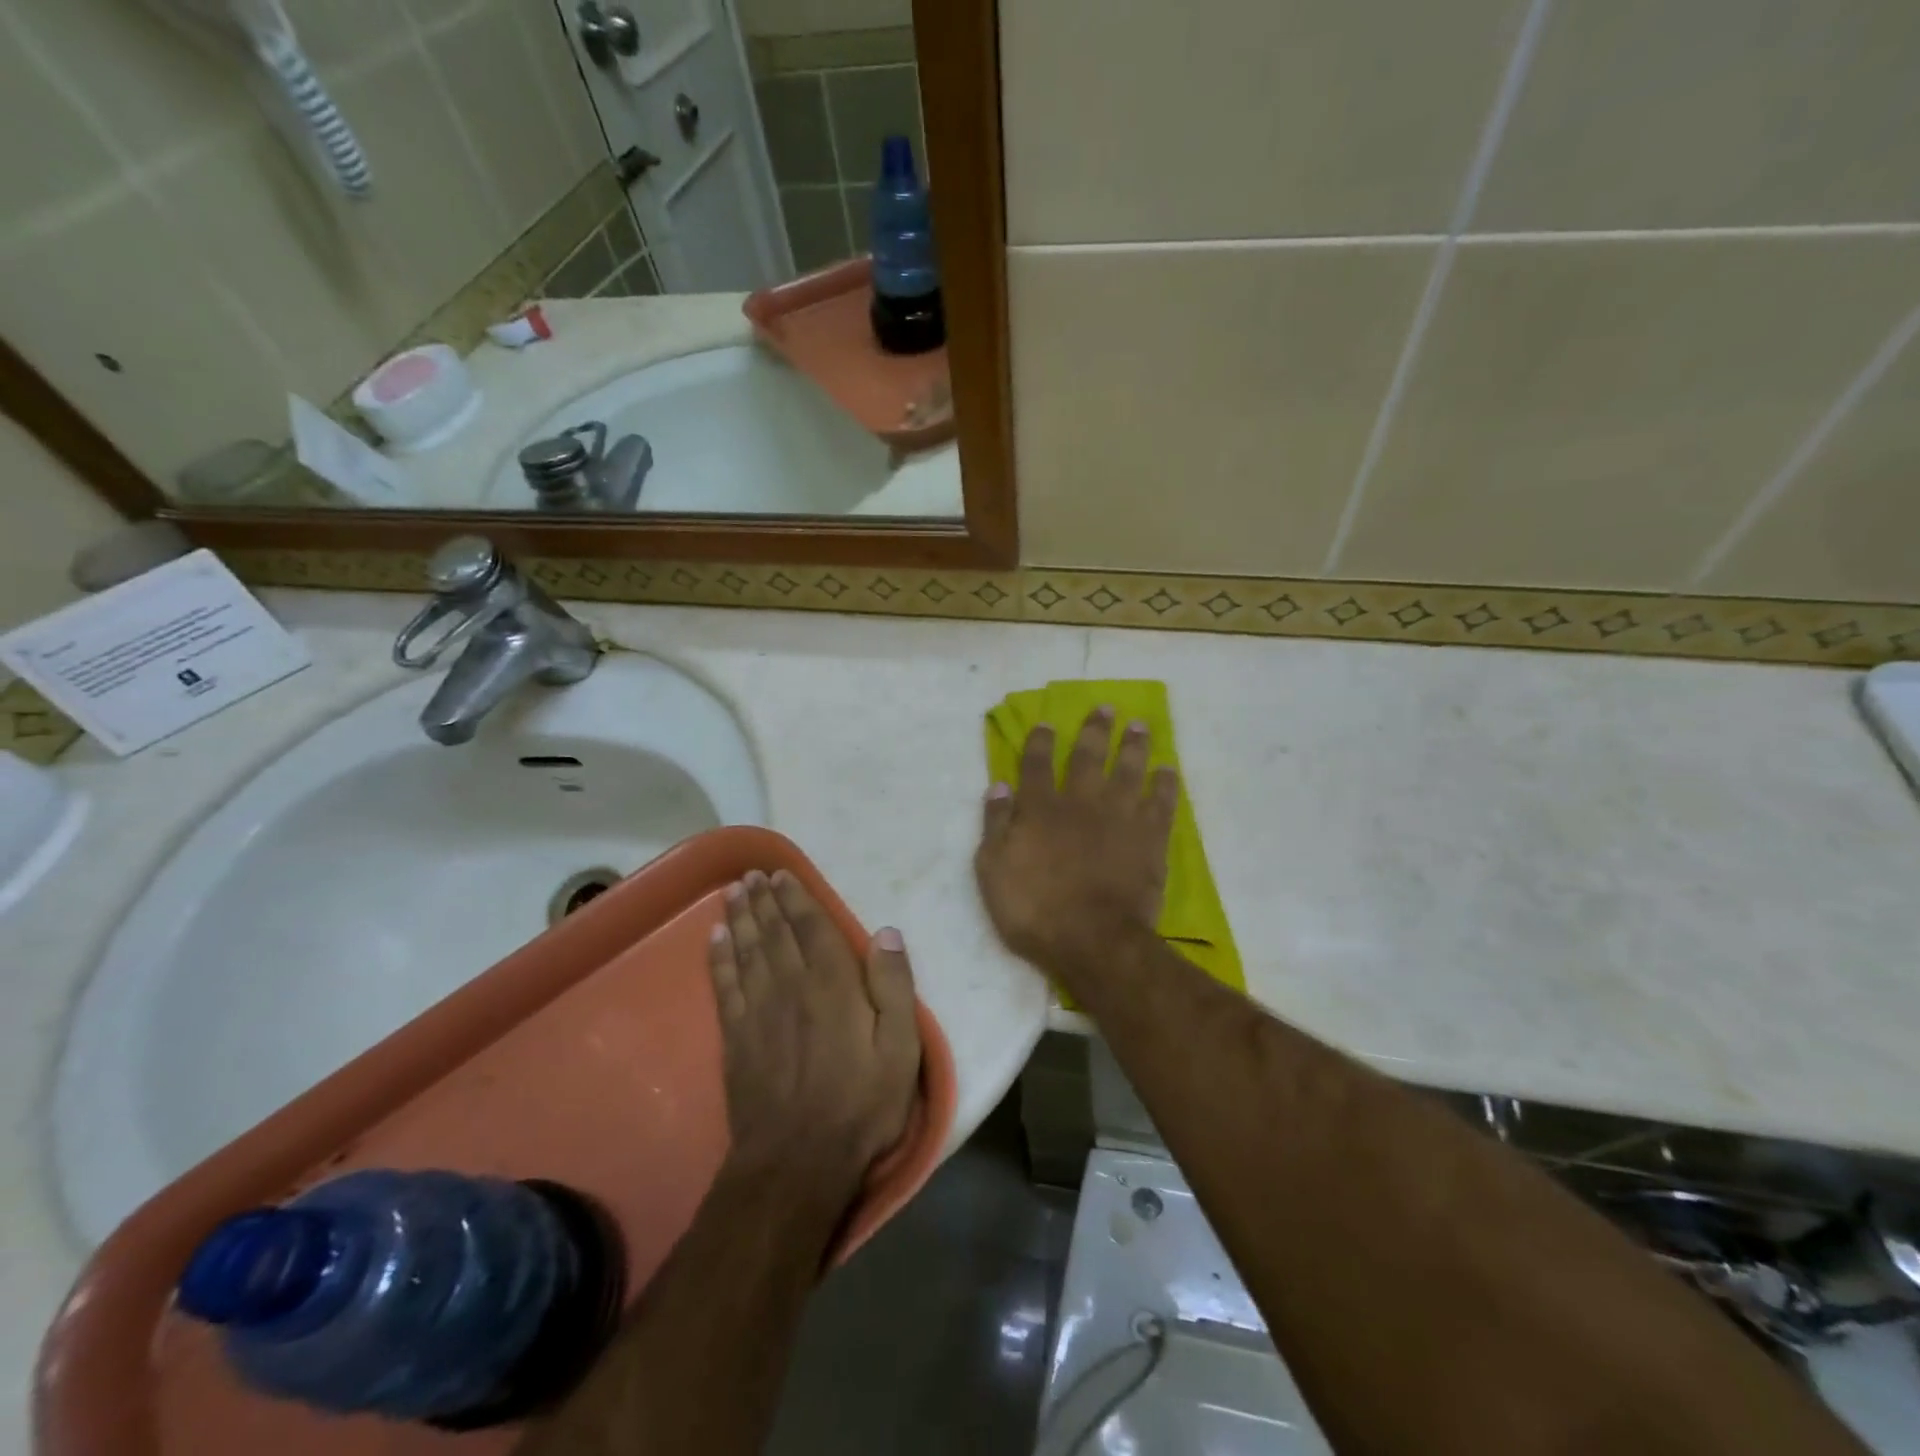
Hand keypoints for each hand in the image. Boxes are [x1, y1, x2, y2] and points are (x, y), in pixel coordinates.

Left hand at [707, 870, 921, 1204]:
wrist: (798, 1162)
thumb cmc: (861, 1104)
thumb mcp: (900, 1049)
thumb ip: (894, 987)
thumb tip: (886, 932)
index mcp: (833, 984)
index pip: (812, 928)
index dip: (797, 898)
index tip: (782, 874)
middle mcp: (791, 986)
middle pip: (774, 932)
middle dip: (764, 900)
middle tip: (753, 874)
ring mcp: (758, 1011)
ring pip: (747, 951)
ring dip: (740, 918)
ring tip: (734, 892)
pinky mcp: (736, 1038)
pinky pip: (724, 986)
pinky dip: (719, 958)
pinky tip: (714, 939)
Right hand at [974, 706, 1178, 986]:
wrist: (1093, 939)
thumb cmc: (1034, 909)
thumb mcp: (993, 869)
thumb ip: (996, 824)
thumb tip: (998, 785)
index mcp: (1041, 808)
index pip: (1037, 764)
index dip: (1040, 742)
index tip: (1047, 723)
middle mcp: (1081, 802)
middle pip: (1089, 757)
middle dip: (1096, 730)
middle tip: (1107, 708)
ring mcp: (1119, 818)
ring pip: (1129, 771)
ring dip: (1134, 746)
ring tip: (1140, 726)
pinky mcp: (1149, 839)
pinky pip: (1161, 803)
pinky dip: (1164, 785)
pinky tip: (1168, 771)